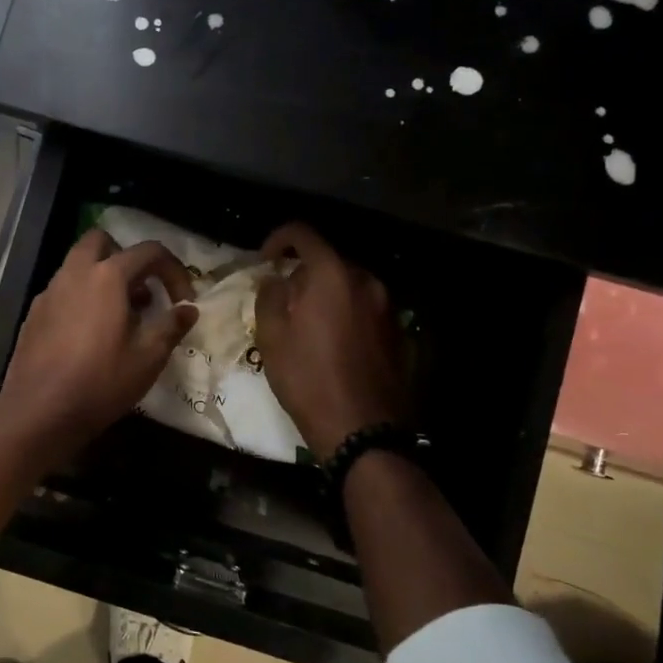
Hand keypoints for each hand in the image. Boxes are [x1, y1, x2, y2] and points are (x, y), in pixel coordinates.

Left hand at [0, 229, 198, 457]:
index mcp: (107, 276)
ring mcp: (50, 292)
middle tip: (142, 291)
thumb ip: (171, 326)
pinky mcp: (34, 313)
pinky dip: (82, 297)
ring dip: (103, 277)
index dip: (174, 270)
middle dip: (127, 258)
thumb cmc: (101, 382)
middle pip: (102, 242)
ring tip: (121, 317)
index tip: (183, 300)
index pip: (149, 251)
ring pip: (79, 265)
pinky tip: (90, 335)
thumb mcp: (148, 358)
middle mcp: (75, 273)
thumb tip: (188, 309)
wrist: (39, 411)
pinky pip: (63, 290)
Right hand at [254, 223, 411, 458]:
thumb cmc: (308, 379)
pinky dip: (346, 313)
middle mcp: (366, 281)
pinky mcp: (398, 331)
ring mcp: (387, 306)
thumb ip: (269, 296)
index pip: (303, 234)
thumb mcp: (271, 337)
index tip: (265, 261)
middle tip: (282, 301)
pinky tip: (333, 344)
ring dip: (325, 294)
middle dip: (302, 273)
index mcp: (332, 275)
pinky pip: (365, 308)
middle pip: (328, 260)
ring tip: (307, 325)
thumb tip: (276, 280)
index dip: (278, 239)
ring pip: (348, 285)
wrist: (363, 429)